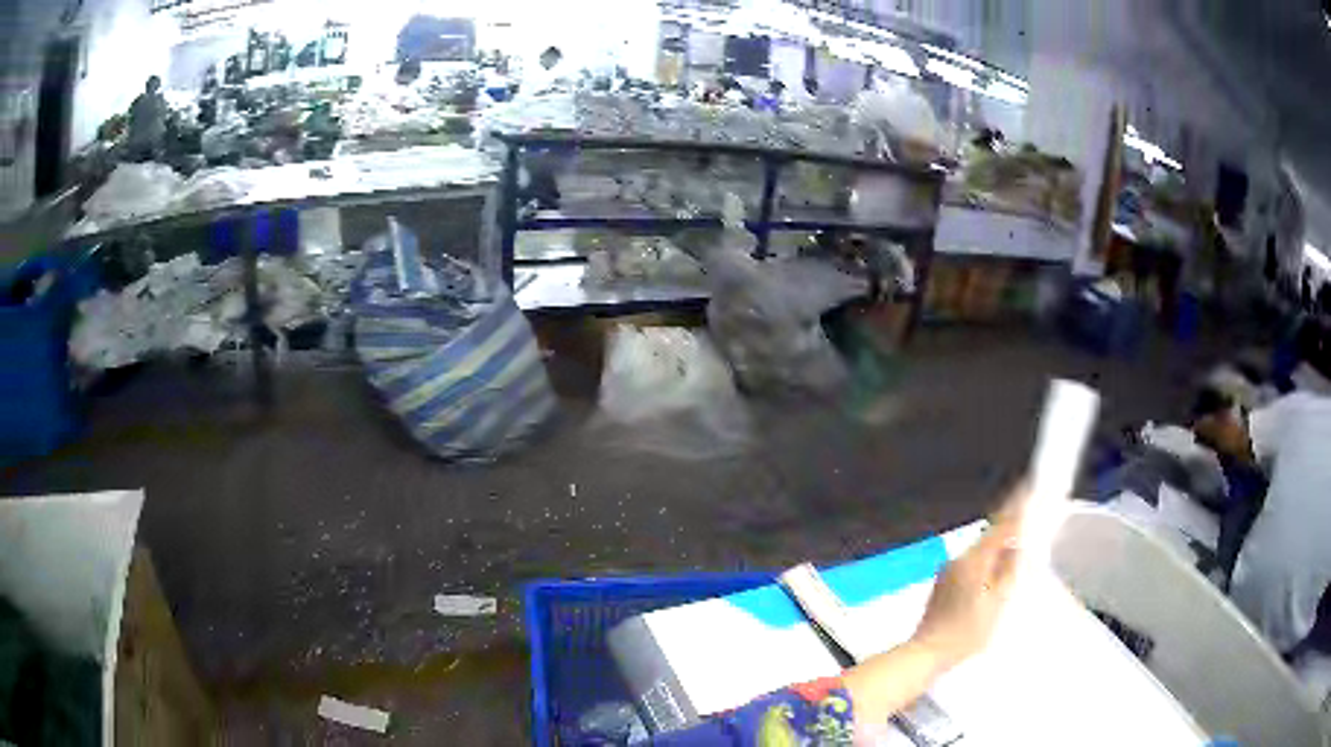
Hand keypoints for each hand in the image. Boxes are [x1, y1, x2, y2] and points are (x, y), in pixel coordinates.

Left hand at [910, 485, 1025, 671]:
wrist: (925, 654)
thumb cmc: (965, 634)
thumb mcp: (998, 603)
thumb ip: (1010, 571)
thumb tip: (1019, 546)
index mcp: (974, 560)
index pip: (1001, 525)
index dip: (1018, 506)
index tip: (1031, 488)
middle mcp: (959, 559)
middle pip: (990, 536)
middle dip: (1010, 527)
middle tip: (1032, 519)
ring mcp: (948, 571)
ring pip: (981, 551)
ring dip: (999, 547)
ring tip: (1019, 550)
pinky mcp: (944, 584)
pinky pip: (972, 564)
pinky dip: (987, 563)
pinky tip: (996, 574)